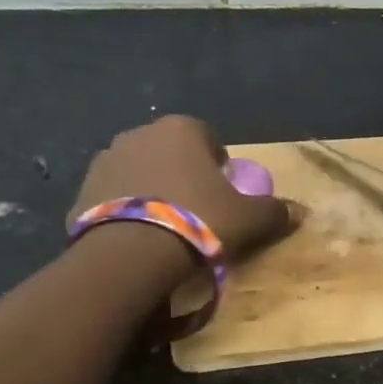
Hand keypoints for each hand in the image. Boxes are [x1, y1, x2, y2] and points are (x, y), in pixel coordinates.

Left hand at [70, 116, 300, 263]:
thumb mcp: (249, 219)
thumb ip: (275, 211)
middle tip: (196, 210)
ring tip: (164, 226)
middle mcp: (140, 134)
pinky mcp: (80, 190)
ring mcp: (105, 160)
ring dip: (151, 189)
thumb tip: (302, 212)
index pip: (208, 137)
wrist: (131, 254)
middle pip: (170, 151)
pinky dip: (125, 210)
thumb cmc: (199, 221)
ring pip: (139, 171)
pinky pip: (113, 196)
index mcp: (181, 129)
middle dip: (182, 173)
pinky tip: (138, 237)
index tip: (223, 192)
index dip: (218, 164)